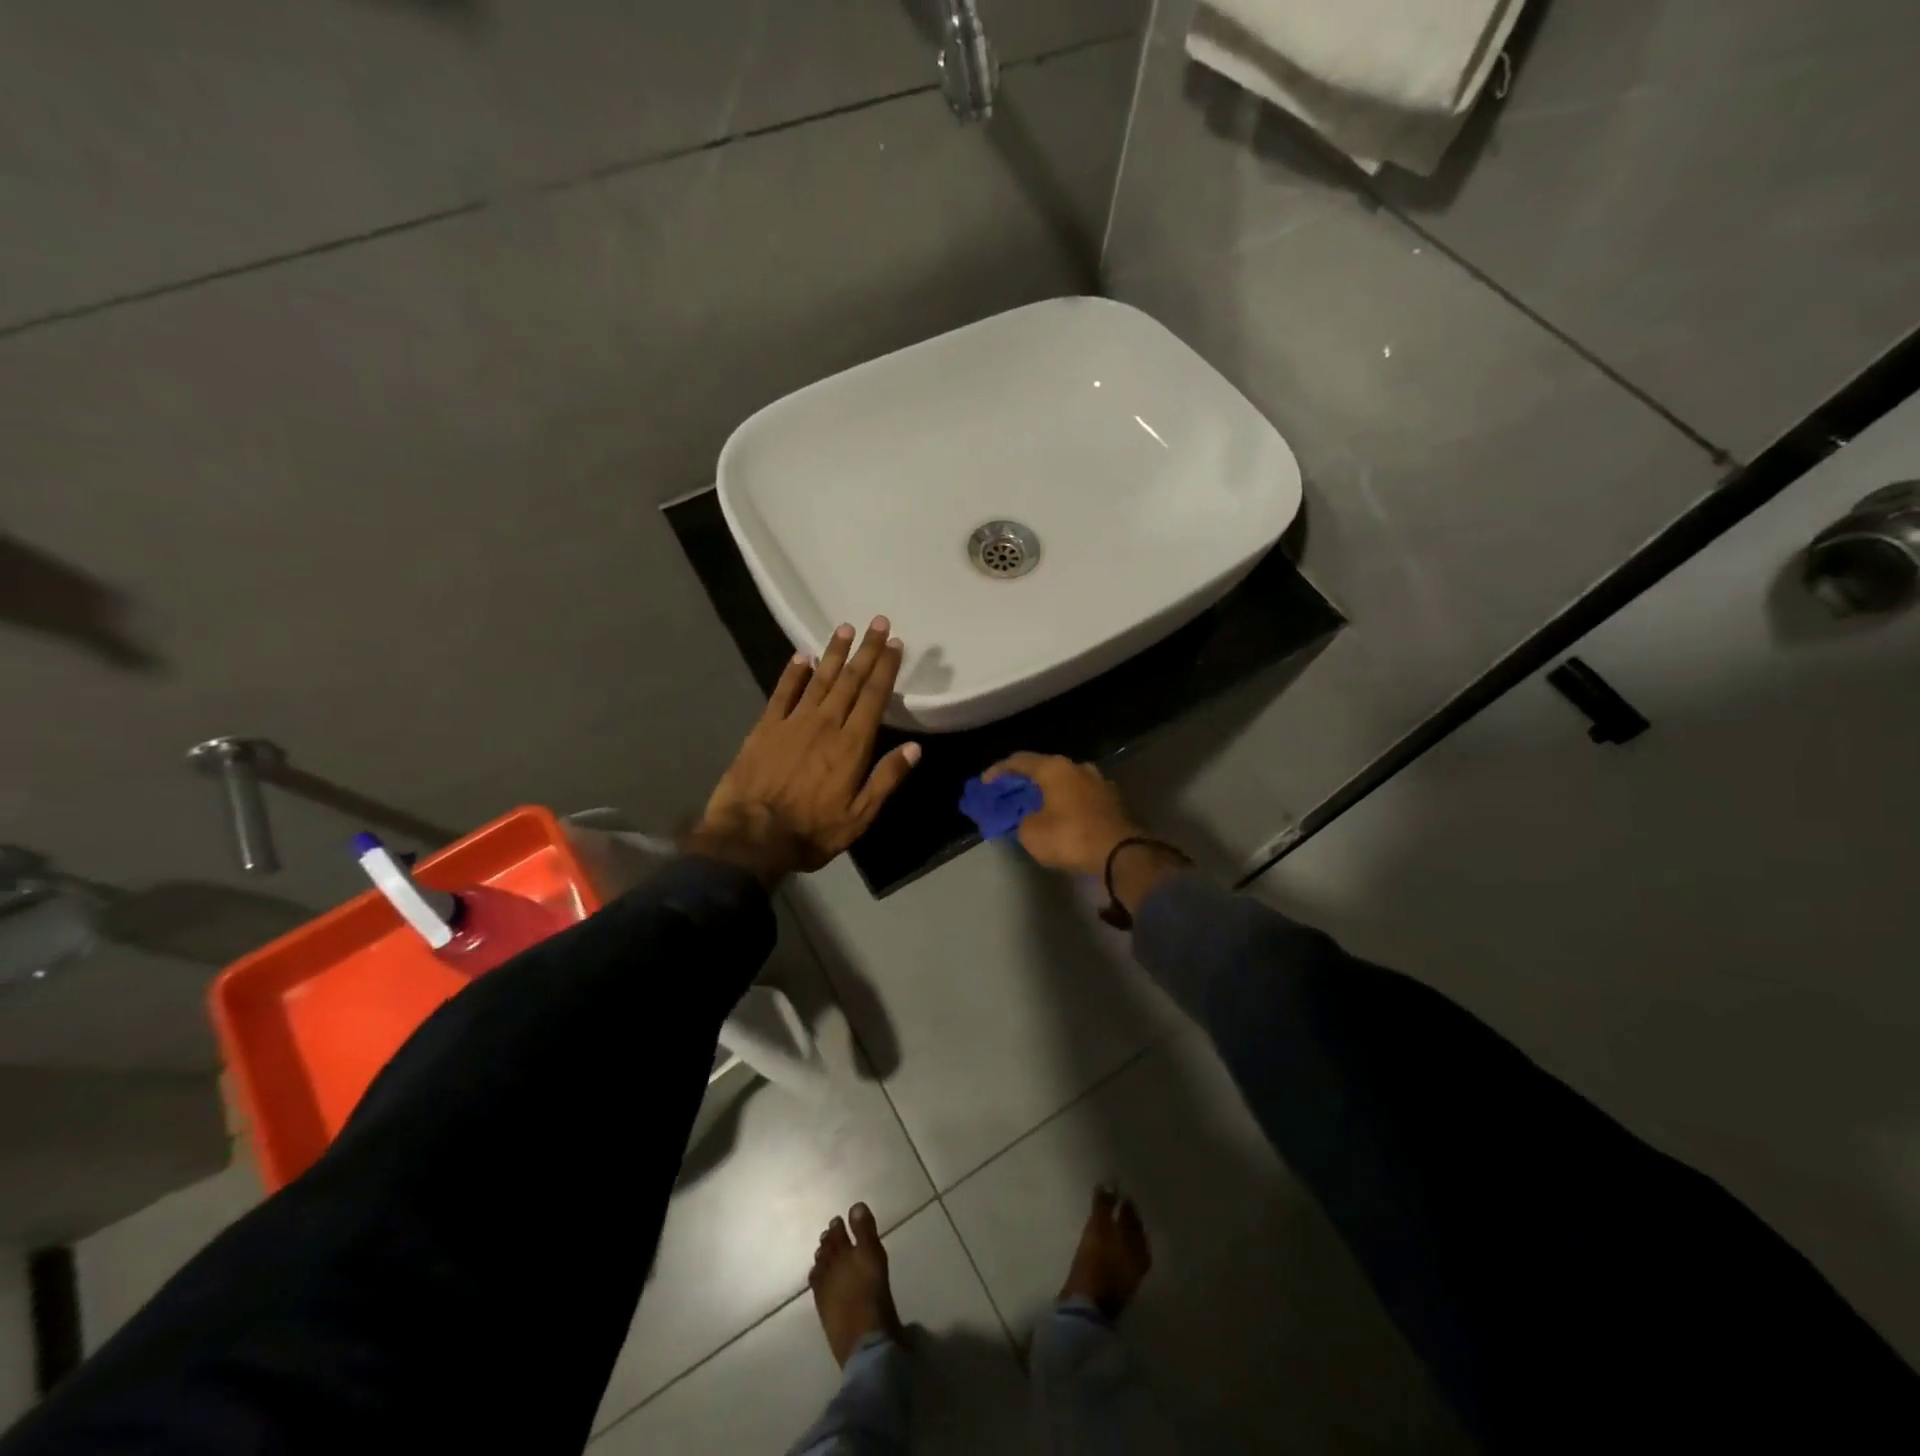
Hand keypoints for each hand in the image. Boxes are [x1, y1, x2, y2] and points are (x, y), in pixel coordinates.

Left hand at [689, 617, 920, 884]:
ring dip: (834, 652)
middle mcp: (825, 724)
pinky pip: (782, 692)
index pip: (873, 697)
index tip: (895, 644)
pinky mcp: (765, 728)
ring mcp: (793, 722)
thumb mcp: (859, 816)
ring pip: (819, 679)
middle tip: (878, 622)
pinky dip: (793, 673)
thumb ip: (886, 779)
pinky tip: (801, 656)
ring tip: (846, 628)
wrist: (751, 837)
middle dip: (866, 650)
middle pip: (850, 680)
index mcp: (851, 745)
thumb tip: (915, 748)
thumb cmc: (811, 831)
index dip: (885, 669)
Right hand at [981, 753, 1143, 877]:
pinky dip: (1065, 803)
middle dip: (1024, 782)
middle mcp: (1077, 767)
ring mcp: (1098, 782)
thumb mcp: (1031, 832)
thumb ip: (1021, 820)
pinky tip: (1059, 815)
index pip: (1019, 760)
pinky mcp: (1112, 800)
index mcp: (1055, 768)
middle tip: (1009, 795)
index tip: (985, 784)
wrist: (1120, 854)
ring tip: (1034, 806)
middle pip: (1044, 769)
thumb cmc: (1070, 837)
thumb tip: (1028, 818)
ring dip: (1048, 792)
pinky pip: (1080, 796)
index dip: (998, 771)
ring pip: (1064, 782)